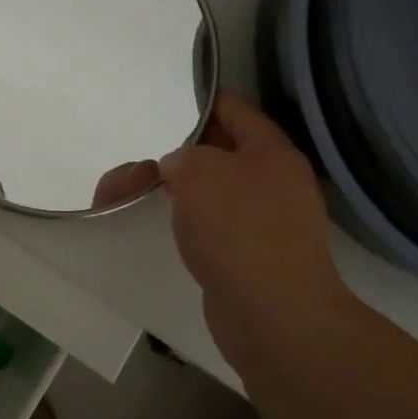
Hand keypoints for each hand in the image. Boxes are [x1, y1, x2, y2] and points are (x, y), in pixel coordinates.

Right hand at [159, 91, 349, 372]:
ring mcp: (267, 223)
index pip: (235, 109)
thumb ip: (182, 156)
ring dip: (180, 191)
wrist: (274, 316)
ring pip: (214, 192)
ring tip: (142, 193)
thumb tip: (180, 169)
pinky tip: (167, 228)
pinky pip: (214, 227)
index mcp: (272, 152)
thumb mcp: (198, 170)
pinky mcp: (252, 258)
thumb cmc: (238, 230)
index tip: (168, 104)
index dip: (202, 102)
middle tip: (145, 158)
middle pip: (222, 153)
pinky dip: (190, 224)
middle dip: (182, 153)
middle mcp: (275, 183)